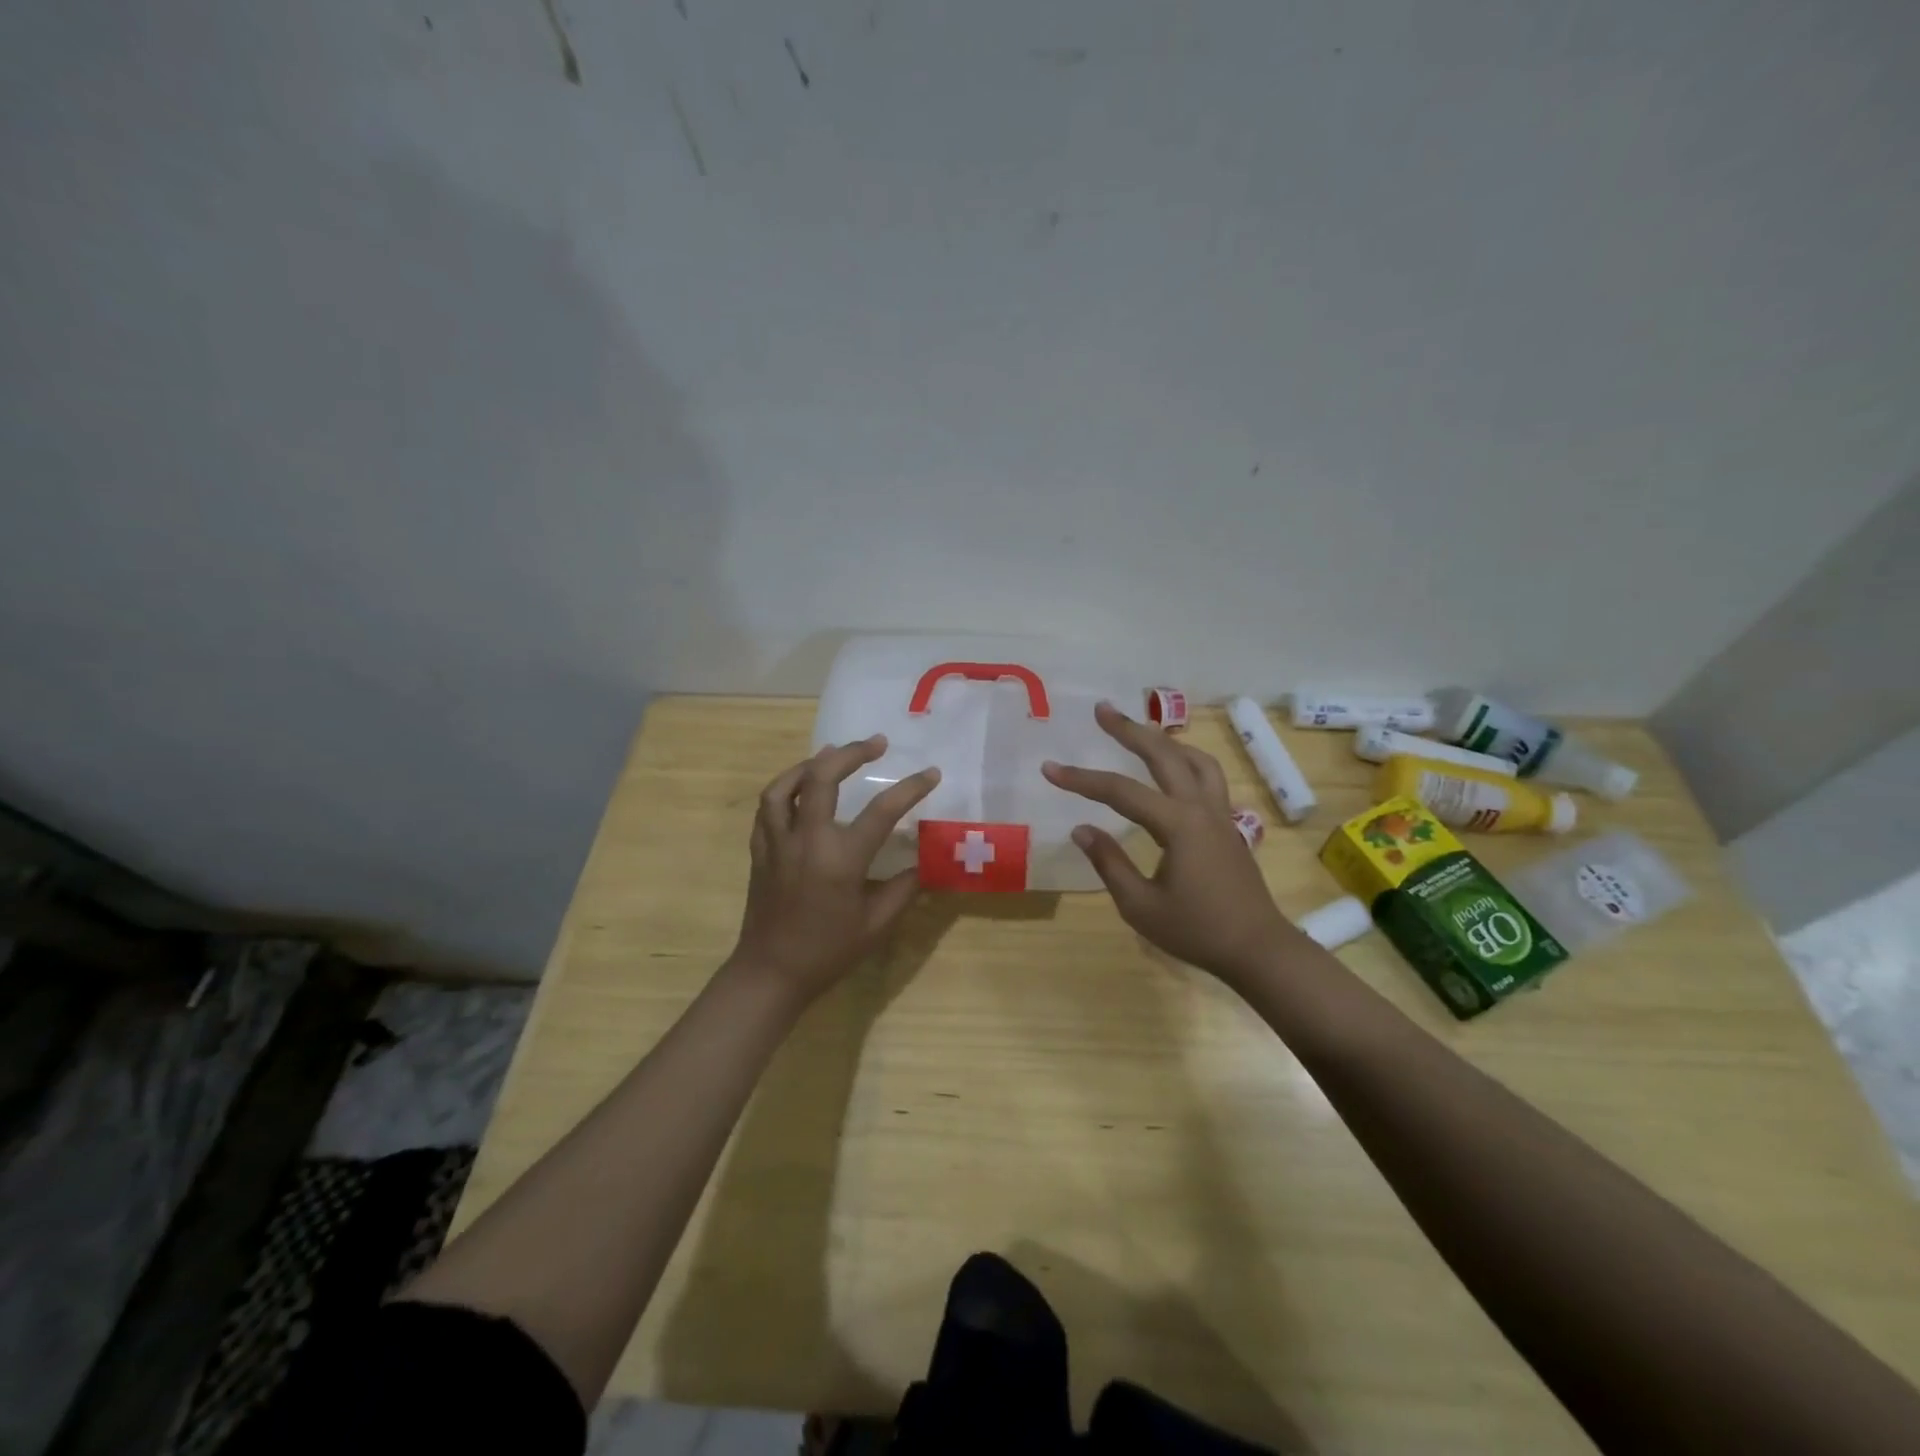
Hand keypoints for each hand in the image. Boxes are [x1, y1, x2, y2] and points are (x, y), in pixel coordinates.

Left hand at [728, 735, 940, 1008]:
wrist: (771, 972)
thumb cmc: (828, 952)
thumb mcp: (876, 925)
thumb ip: (903, 889)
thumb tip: (922, 862)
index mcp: (841, 858)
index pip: (883, 810)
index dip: (911, 788)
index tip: (931, 773)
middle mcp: (807, 839)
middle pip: (823, 777)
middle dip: (851, 752)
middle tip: (875, 743)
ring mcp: (778, 842)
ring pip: (786, 785)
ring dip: (811, 763)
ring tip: (831, 754)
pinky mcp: (760, 849)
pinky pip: (768, 807)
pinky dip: (785, 788)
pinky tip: (799, 788)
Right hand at [1043, 702, 1294, 985]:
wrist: (1258, 949)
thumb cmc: (1196, 931)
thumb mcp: (1140, 905)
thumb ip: (1109, 863)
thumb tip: (1082, 829)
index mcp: (1178, 825)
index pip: (1120, 792)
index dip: (1081, 779)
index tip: (1049, 768)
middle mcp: (1200, 808)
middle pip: (1164, 755)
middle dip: (1130, 730)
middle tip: (1102, 709)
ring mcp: (1219, 814)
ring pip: (1195, 760)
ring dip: (1165, 740)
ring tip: (1140, 732)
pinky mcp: (1227, 825)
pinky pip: (1208, 777)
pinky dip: (1186, 760)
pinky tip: (1173, 769)